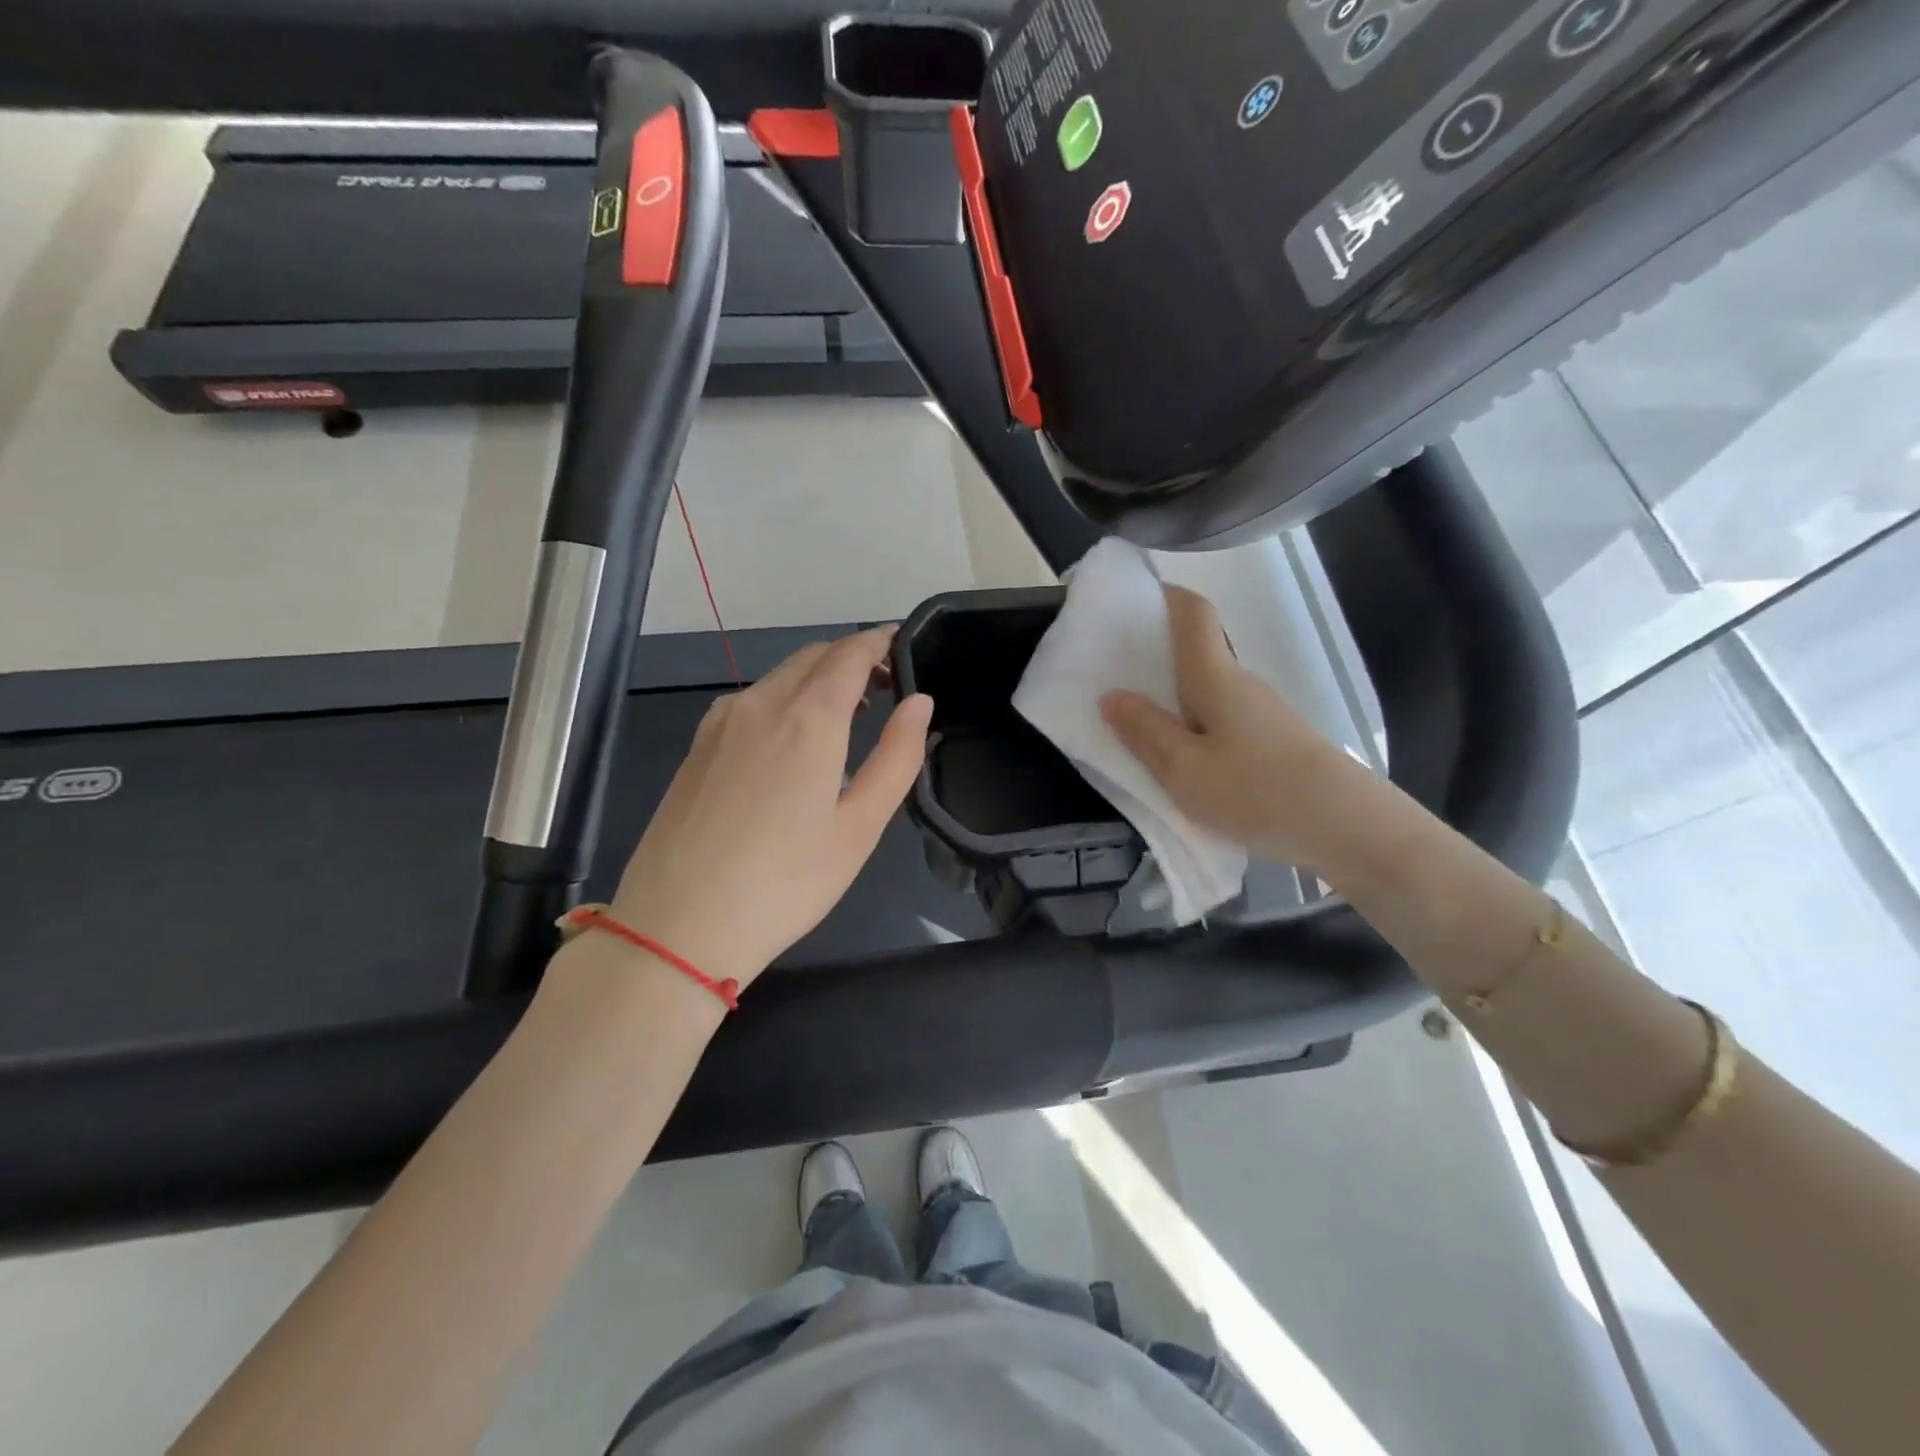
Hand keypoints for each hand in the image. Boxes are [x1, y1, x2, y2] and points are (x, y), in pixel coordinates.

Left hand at [607, 628, 932, 987]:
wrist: (677, 927)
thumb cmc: (784, 884)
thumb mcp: (859, 828)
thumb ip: (896, 757)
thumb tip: (920, 703)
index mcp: (808, 719)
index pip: (849, 654)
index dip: (879, 642)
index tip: (901, 643)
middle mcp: (760, 704)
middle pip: (813, 657)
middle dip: (851, 658)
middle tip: (883, 685)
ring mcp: (720, 723)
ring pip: (779, 677)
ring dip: (817, 678)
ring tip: (845, 715)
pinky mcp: (697, 746)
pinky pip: (751, 701)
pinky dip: (784, 698)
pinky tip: (791, 740)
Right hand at [1099, 584, 1365, 868]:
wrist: (1349, 829)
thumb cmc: (1257, 790)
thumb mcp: (1183, 769)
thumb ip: (1144, 732)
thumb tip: (1111, 695)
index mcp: (1214, 677)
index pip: (1193, 613)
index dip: (1163, 596)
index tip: (1129, 601)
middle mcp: (1240, 683)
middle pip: (1195, 653)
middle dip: (1153, 656)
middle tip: (1109, 675)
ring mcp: (1260, 713)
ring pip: (1206, 691)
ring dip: (1171, 698)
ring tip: (1134, 725)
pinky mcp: (1272, 742)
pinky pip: (1220, 719)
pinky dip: (1192, 726)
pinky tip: (1180, 761)